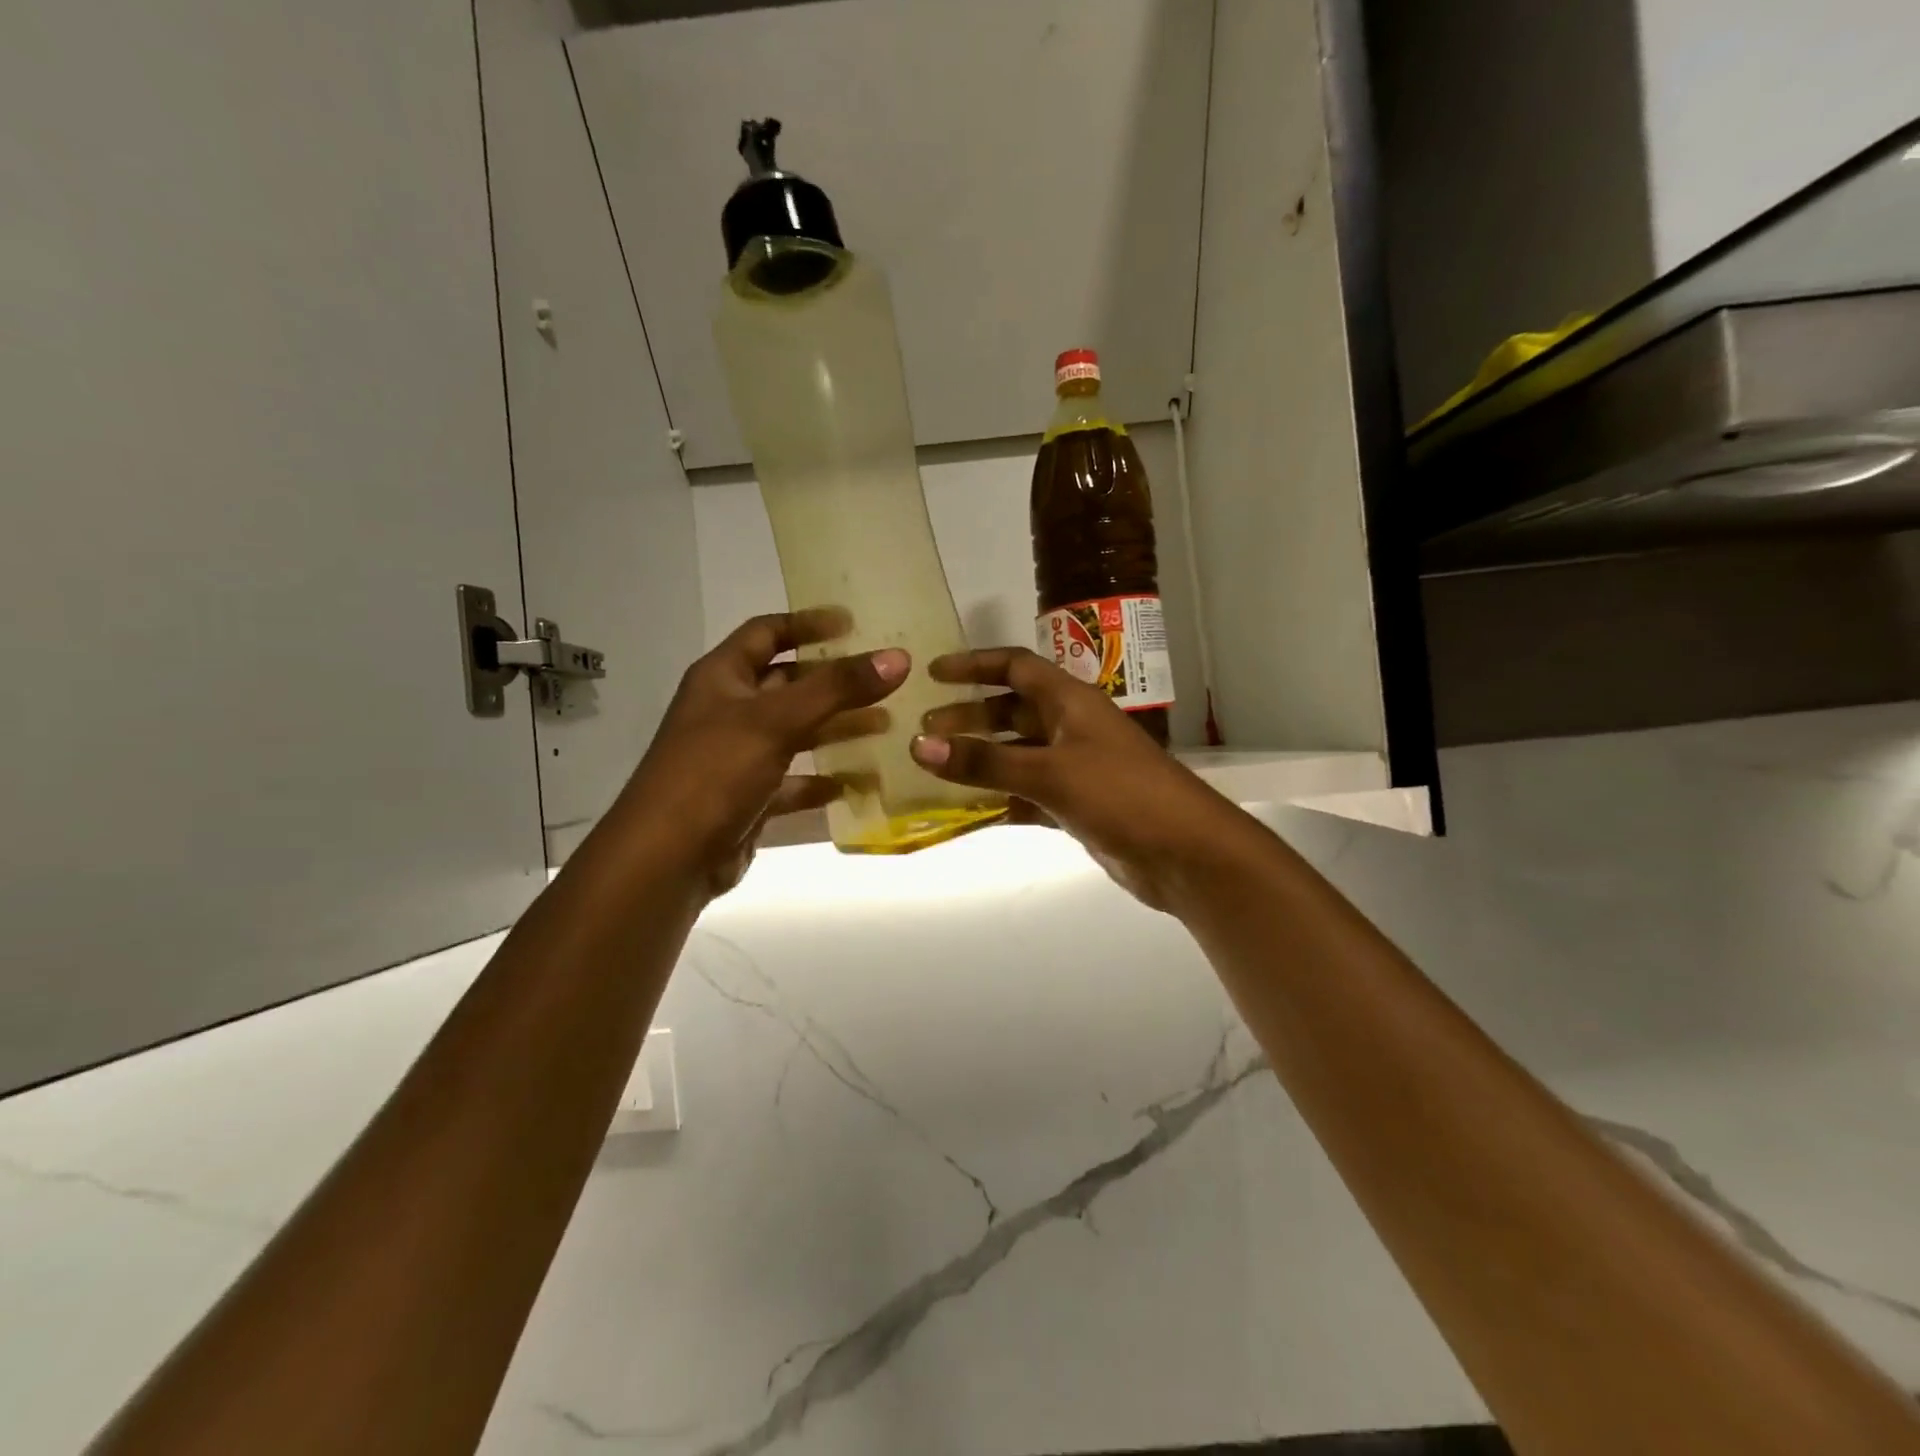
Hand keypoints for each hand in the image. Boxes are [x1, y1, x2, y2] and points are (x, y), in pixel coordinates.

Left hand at [618, 610, 905, 894]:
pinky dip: (823, 779)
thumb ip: (837, 688)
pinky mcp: (750, 797)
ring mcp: (738, 756)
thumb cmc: (714, 773)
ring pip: (796, 732)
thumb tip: (898, 657)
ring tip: (887, 724)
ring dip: (836, 727)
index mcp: (722, 677)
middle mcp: (728, 710)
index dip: (807, 624)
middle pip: (788, 683)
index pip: (766, 632)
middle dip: (834, 681)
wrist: (667, 859)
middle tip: (884, 679)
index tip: (854, 624)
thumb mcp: (776, 721)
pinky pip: (794, 780)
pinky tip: (857, 781)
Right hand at [910, 648, 1249, 909]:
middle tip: (924, 731)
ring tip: (936, 769)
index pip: (1016, 667)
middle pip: (1012, 712)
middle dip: (969, 717)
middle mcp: (1071, 727)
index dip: (974, 665)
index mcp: (1070, 702)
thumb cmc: (1120, 794)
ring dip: (981, 759)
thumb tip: (920, 745)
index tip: (933, 674)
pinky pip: (1027, 793)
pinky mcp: (1077, 804)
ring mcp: (1075, 767)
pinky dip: (1000, 799)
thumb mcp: (1049, 773)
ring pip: (1017, 754)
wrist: (1184, 852)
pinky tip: (968, 811)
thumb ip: (985, 762)